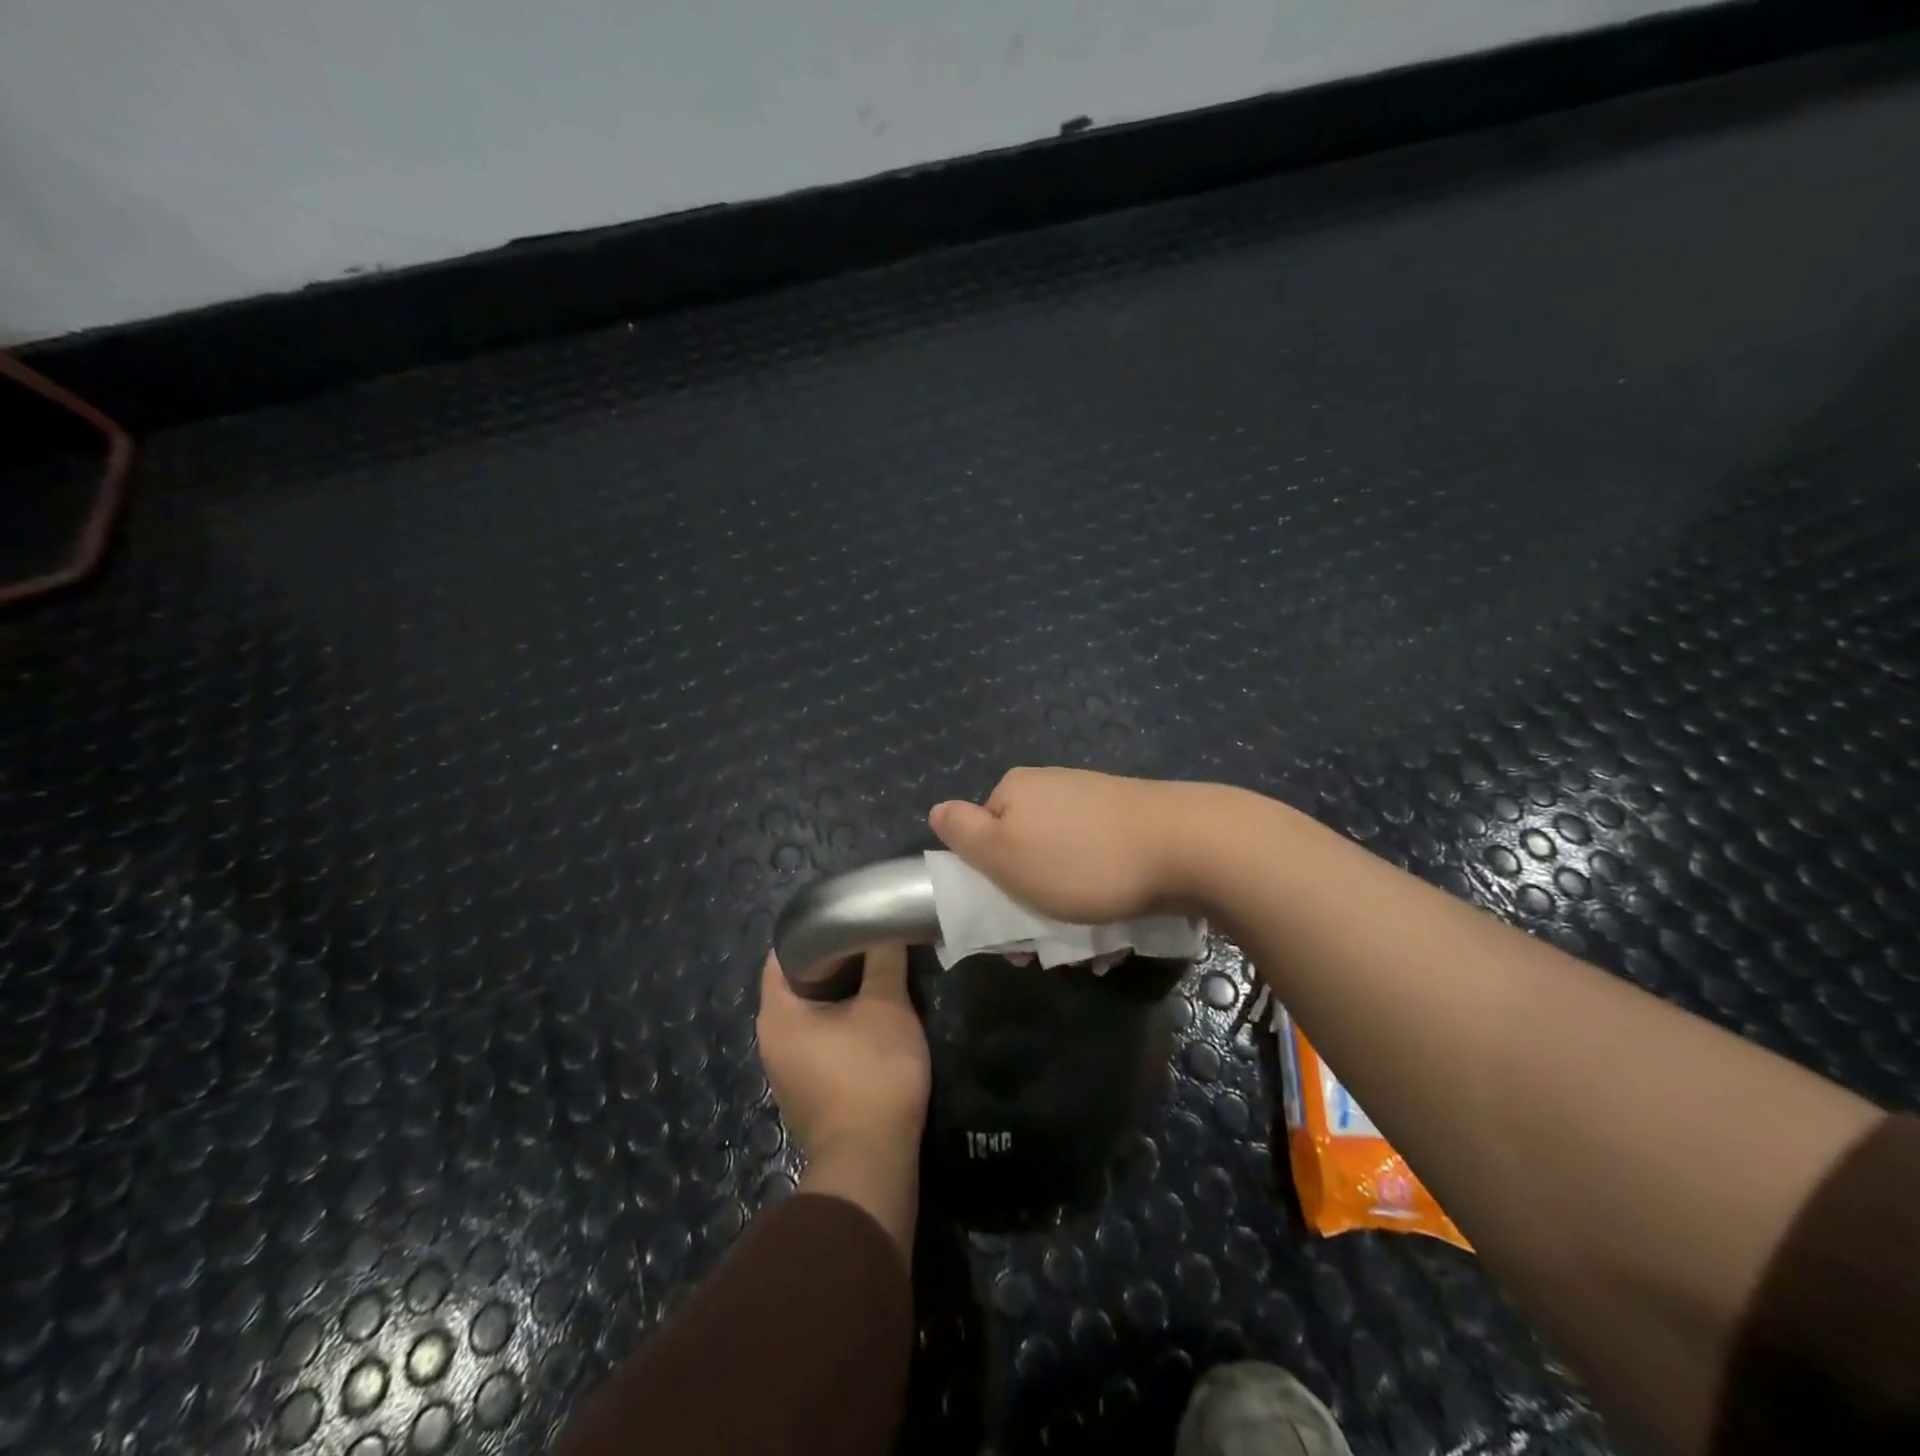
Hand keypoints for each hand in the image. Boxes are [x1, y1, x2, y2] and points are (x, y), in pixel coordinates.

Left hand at [757, 945, 929, 1258]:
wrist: (871, 1163)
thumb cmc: (872, 1074)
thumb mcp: (886, 1007)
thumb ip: (884, 961)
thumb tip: (884, 928)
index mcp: (777, 1014)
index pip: (783, 954)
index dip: (813, 931)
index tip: (846, 918)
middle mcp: (771, 1040)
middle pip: (798, 984)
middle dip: (834, 961)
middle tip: (869, 941)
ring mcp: (787, 1071)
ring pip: (811, 1015)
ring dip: (840, 995)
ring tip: (876, 973)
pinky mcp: (808, 1091)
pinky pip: (820, 1042)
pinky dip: (841, 1024)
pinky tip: (873, 1018)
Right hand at [929, 767, 1202, 921]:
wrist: (1187, 845)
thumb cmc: (1082, 860)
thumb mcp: (1005, 853)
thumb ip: (963, 832)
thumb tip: (937, 811)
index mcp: (1016, 791)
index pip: (982, 839)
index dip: (987, 886)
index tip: (1007, 930)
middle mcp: (1052, 788)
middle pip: (1024, 854)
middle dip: (1032, 905)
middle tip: (1049, 948)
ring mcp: (1095, 802)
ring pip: (1065, 867)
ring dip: (1069, 912)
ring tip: (1092, 947)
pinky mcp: (1131, 821)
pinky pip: (1101, 867)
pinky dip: (1102, 899)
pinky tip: (1117, 931)